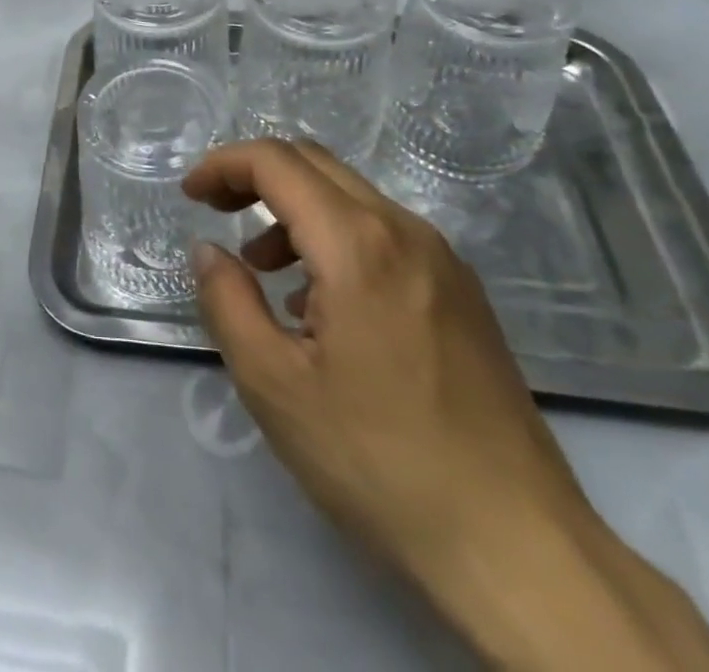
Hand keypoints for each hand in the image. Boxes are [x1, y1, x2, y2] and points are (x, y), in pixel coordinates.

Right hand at [185, 141, 708, 670]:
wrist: (518, 547)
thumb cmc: (379, 460)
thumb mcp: (273, 384)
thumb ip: (227, 301)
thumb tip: (208, 250)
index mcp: (357, 243)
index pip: (276, 162)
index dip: (223, 166)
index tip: (190, 196)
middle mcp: (405, 231)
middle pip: (315, 164)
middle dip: (255, 176)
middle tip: (215, 212)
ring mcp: (442, 260)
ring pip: (350, 197)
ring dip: (294, 210)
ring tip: (261, 270)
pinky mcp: (462, 292)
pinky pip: (382, 234)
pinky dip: (333, 239)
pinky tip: (319, 304)